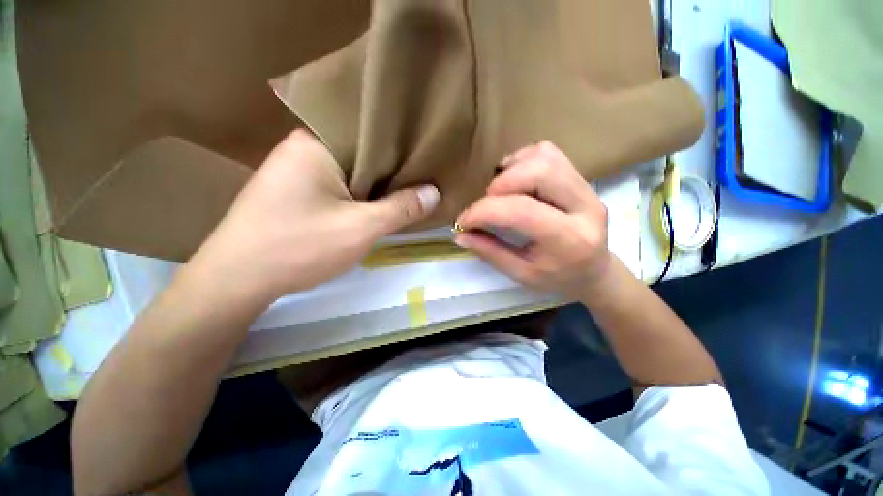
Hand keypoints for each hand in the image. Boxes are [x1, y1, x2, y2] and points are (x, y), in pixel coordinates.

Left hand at [187, 129, 439, 305]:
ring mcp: (298, 171)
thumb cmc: (299, 247)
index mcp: (317, 143)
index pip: (372, 135)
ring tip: (409, 191)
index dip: (403, 149)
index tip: (428, 161)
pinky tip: (377, 205)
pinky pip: (340, 187)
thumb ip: (401, 208)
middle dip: (393, 171)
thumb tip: (434, 192)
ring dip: (377, 186)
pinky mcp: (297, 192)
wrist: (237, 280)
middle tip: (425, 179)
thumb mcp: (361, 228)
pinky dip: (360, 196)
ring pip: (353, 173)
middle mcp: (306, 148)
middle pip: (363, 155)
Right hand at [454, 141, 609, 299]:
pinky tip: (514, 180)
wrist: (595, 271)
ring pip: (545, 156)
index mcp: (570, 240)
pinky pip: (549, 153)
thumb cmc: (558, 278)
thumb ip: (490, 252)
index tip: (463, 221)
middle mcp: (586, 207)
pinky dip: (523, 160)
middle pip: (539, 171)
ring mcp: (587, 187)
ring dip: (511, 170)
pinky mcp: (582, 177)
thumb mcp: (522, 274)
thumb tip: (460, 234)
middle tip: (486, 204)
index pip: (521, 211)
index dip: (483, 211)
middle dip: (500, 185)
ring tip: (499, 192)